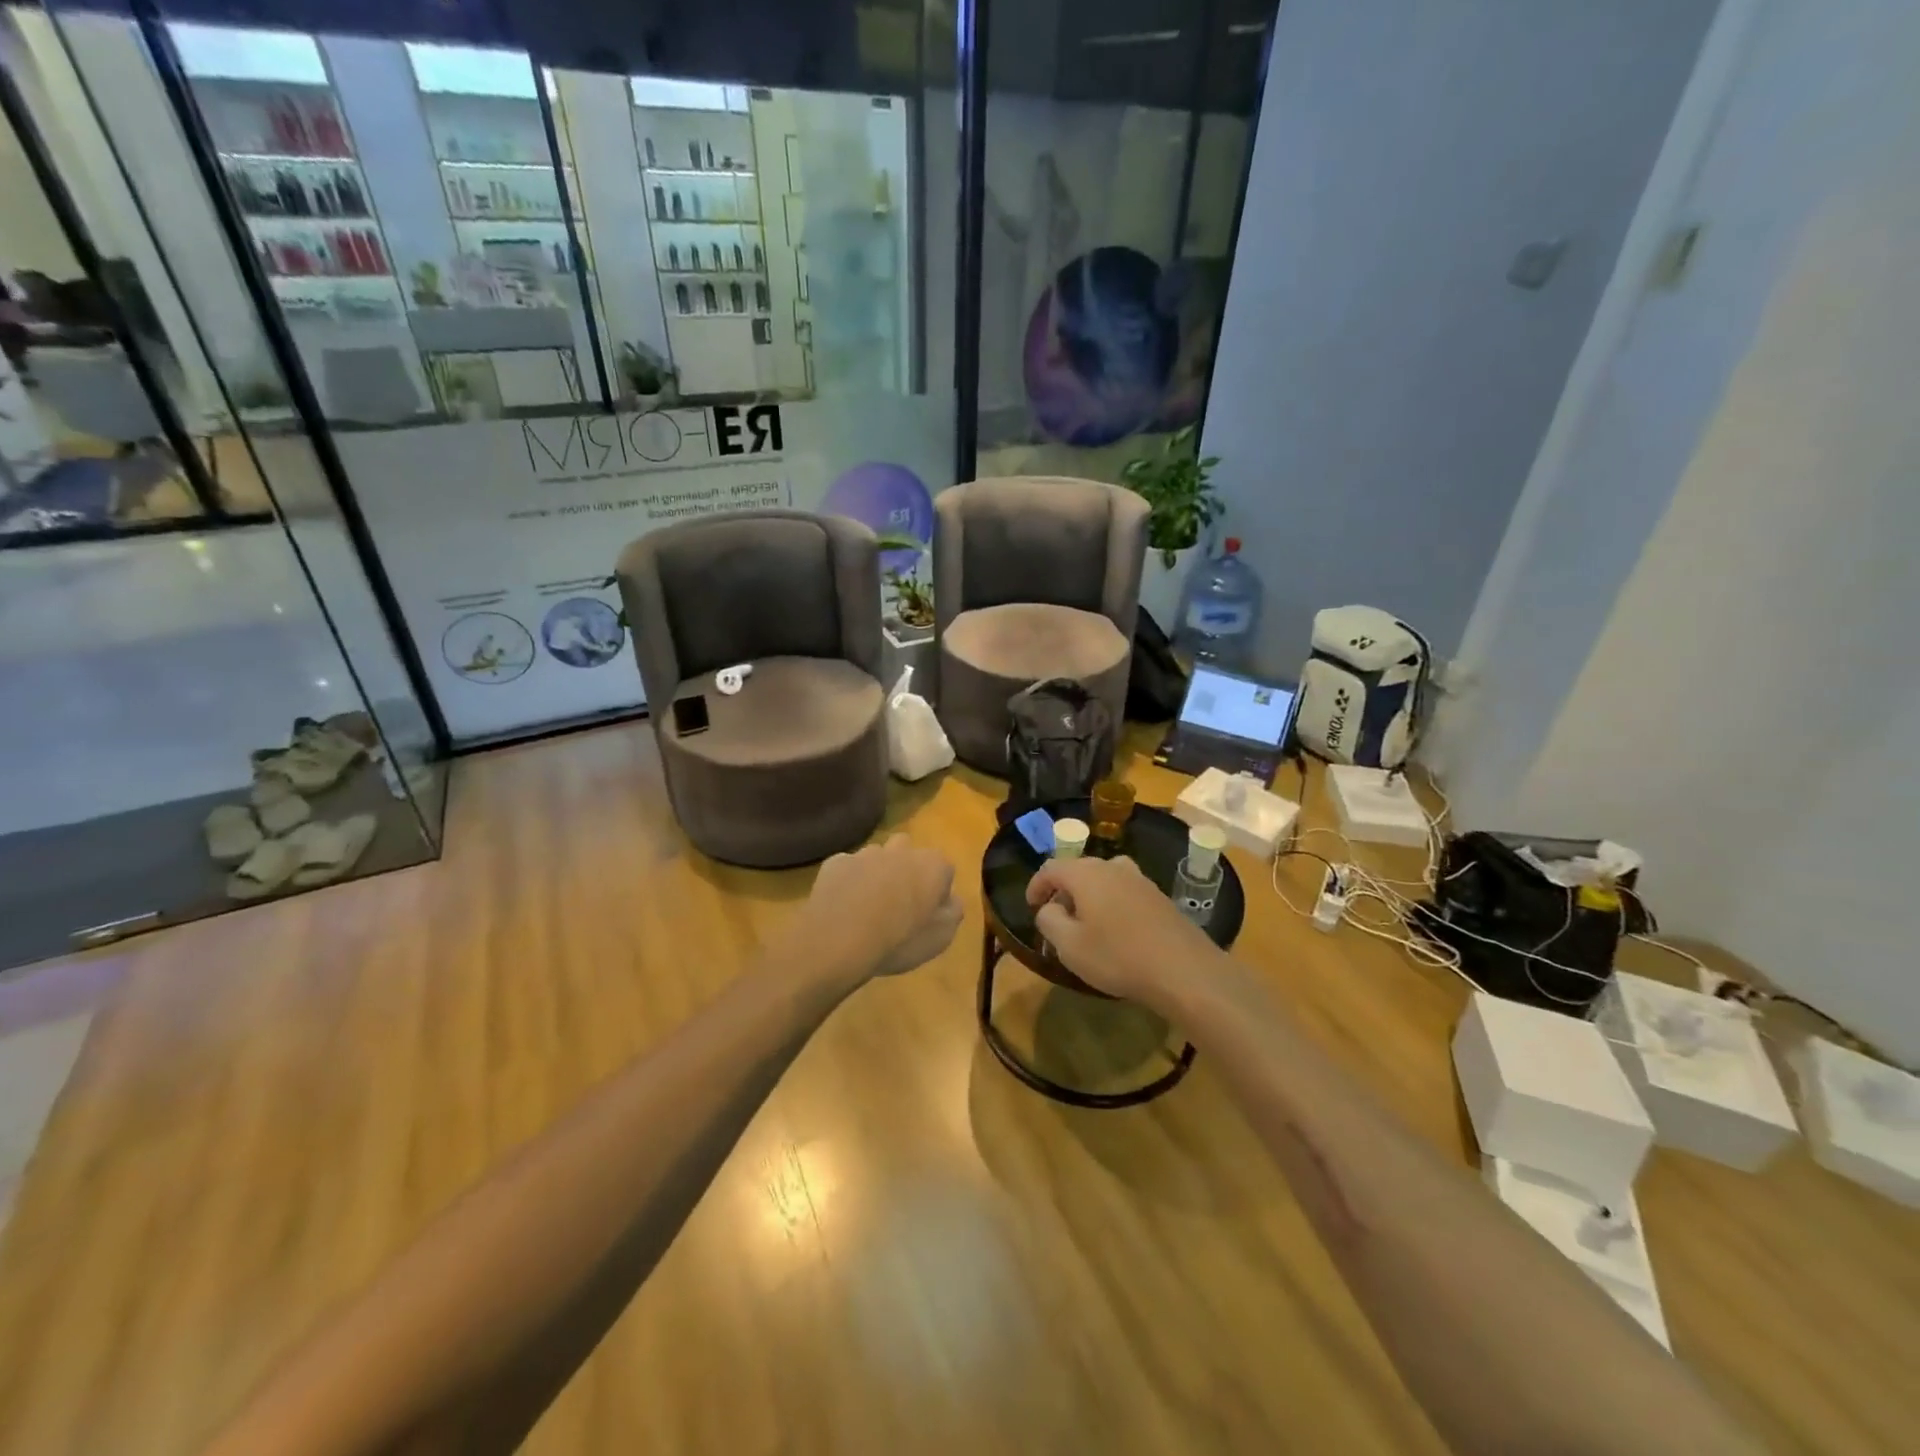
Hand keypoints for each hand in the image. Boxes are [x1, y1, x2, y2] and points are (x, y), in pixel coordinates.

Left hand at [797, 836, 960, 983]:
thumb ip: (952, 912)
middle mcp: (901, 850)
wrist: (838, 940)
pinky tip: (843, 905)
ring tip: (868, 905)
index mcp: (932, 865)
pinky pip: (848, 868)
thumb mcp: (941, 938)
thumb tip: (950, 900)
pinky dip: (849, 881)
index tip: (929, 913)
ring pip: (876, 857)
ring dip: (877, 873)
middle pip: (909, 853)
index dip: (937, 891)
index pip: (944, 870)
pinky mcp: (835, 863)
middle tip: (900, 903)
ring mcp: (865, 853)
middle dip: (906, 871)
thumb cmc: (899, 941)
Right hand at [1026, 855, 1230, 1008]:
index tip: (1031, 906)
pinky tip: (1116, 932)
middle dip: (1063, 891)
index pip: (1051, 868)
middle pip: (1078, 870)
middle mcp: (1112, 867)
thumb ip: (1049, 920)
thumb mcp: (1068, 945)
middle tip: (1057, 919)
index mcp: (1086, 873)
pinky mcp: (1159, 896)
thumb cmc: (1117, 956)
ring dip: (1089, 897)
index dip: (1036, 885)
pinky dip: (1111, 905)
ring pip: (1103, 880)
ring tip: (1086, 925)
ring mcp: (1140, 880)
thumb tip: (1049, 908)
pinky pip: (1124, 892)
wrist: (1183, 970)